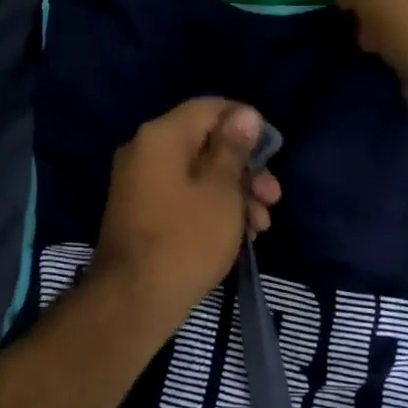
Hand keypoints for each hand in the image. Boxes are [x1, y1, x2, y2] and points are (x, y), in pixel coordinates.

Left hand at [91, 99, 282, 330]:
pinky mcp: (141, 211)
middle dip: (245, 168)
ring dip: (234, 193)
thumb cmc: (186, 238)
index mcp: (161, 136)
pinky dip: (211, 207)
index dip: (245, 123)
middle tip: (273, 197)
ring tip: (262, 225)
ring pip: (197, 173)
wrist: (133, 299)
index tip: (272, 150)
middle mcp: (145, 151)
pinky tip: (239, 234)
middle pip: (204, 143)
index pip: (209, 108)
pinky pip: (182, 195)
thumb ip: (233, 148)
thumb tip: (244, 114)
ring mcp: (139, 183)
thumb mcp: (221, 190)